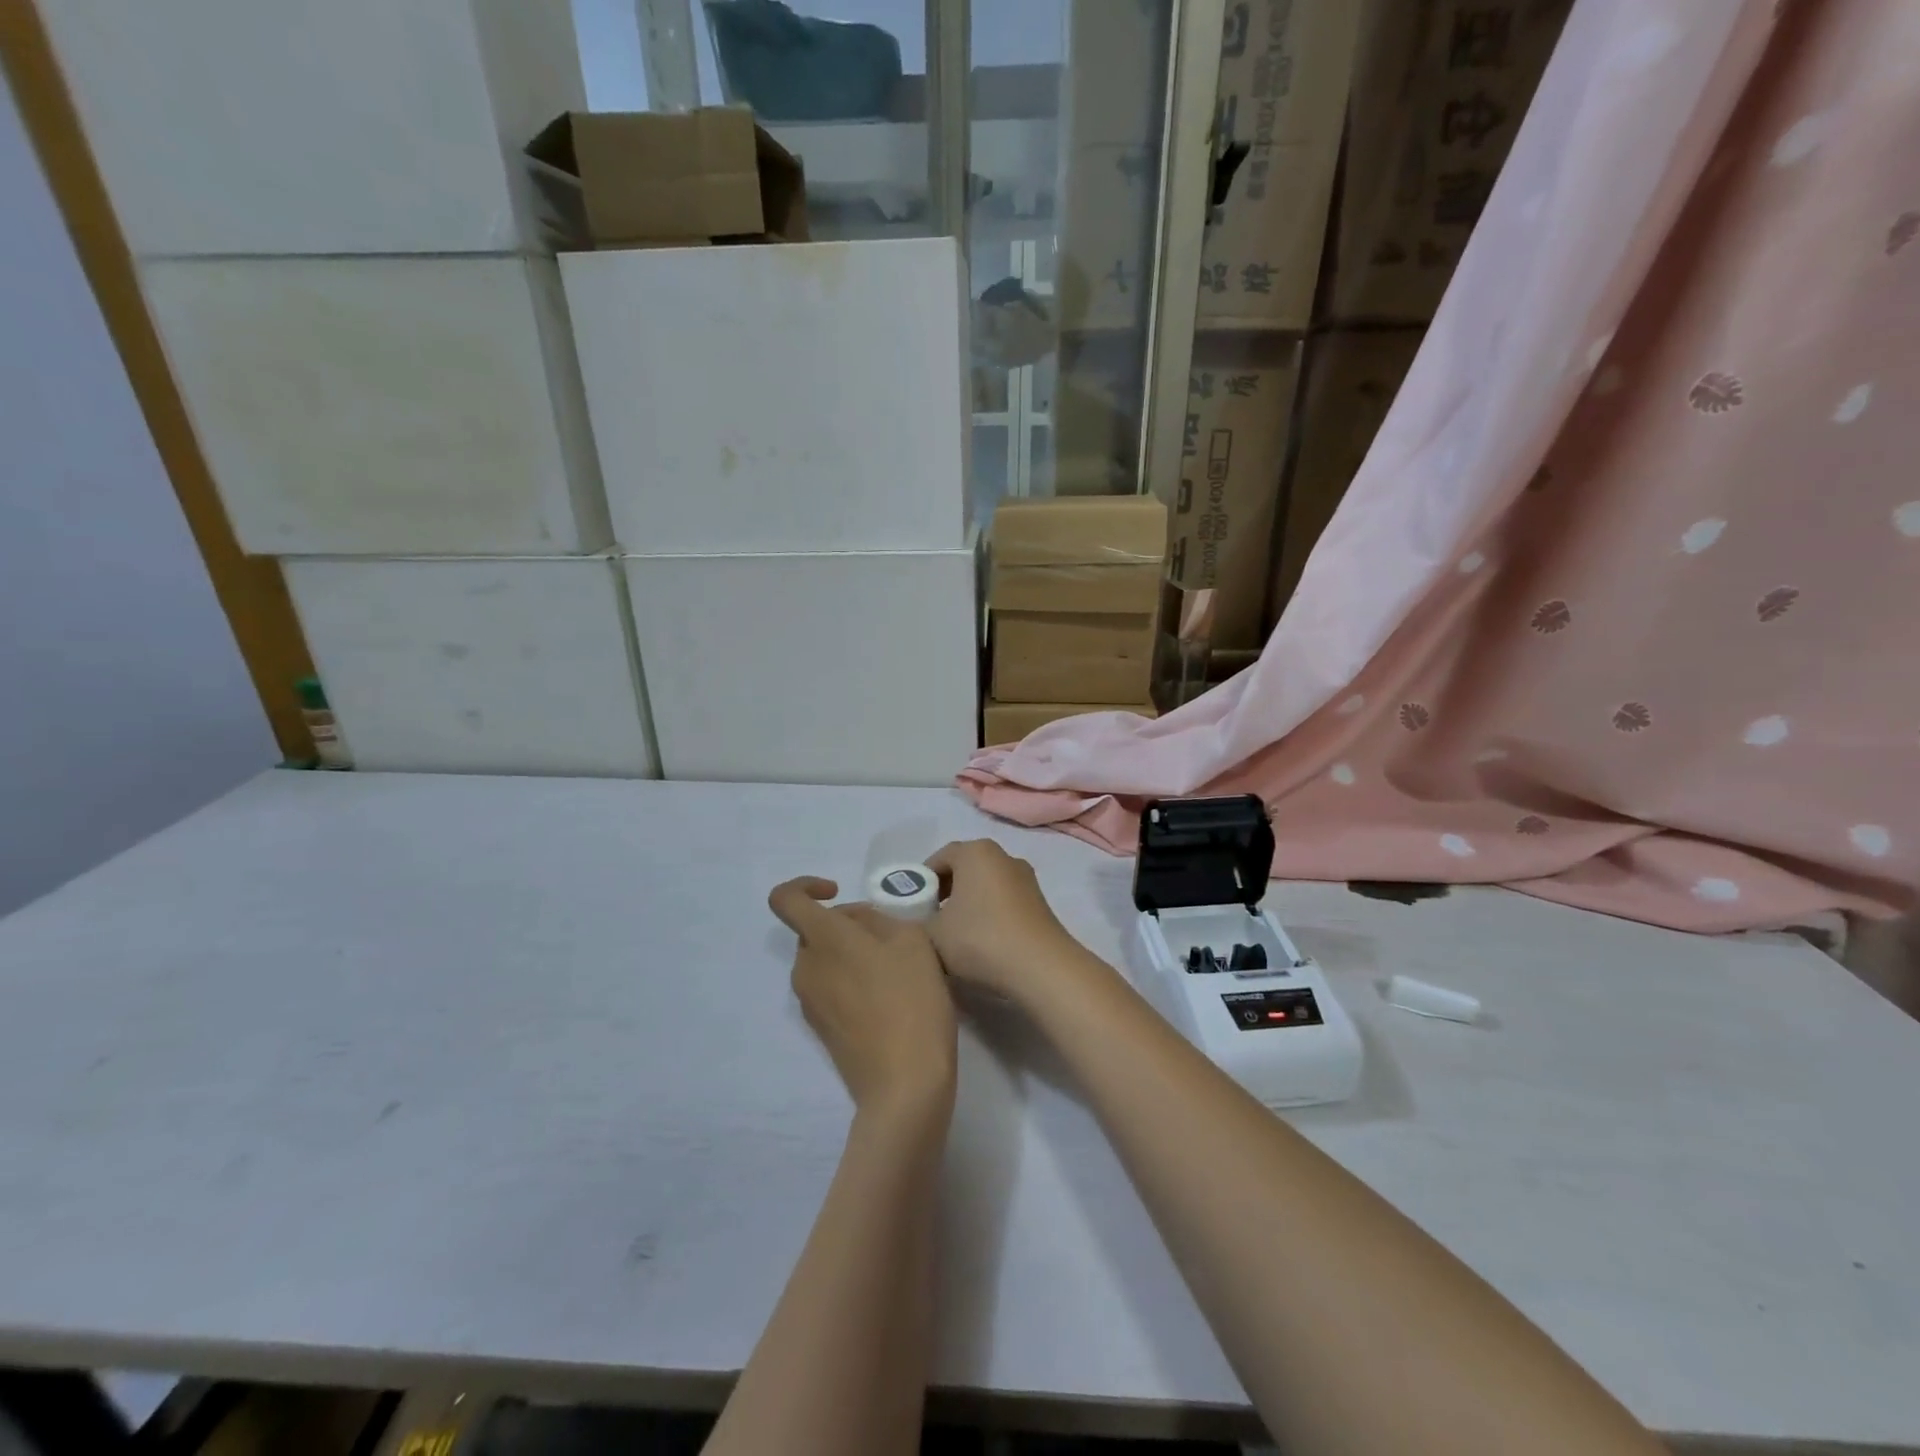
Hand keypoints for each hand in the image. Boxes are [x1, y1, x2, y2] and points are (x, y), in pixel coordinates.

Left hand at [768, 877, 957, 1118]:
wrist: (904, 1082)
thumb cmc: (911, 1000)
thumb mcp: (910, 939)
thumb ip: (877, 919)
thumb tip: (856, 925)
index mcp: (822, 939)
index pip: (784, 898)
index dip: (805, 886)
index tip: (837, 892)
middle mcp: (805, 967)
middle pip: (815, 930)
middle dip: (847, 925)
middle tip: (891, 938)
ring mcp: (809, 1001)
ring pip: (825, 959)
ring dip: (852, 954)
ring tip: (896, 970)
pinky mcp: (821, 1028)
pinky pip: (830, 987)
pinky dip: (852, 982)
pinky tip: (889, 999)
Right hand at [924, 840, 1087, 1000]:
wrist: (1041, 967)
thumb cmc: (980, 940)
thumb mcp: (932, 934)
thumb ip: (915, 923)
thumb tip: (913, 922)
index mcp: (975, 852)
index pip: (940, 857)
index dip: (922, 880)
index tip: (913, 905)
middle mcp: (1003, 855)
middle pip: (964, 868)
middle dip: (945, 890)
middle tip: (930, 918)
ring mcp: (1026, 878)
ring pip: (986, 884)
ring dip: (969, 902)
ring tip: (955, 933)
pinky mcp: (1040, 901)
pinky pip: (1004, 899)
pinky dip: (990, 912)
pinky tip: (983, 940)